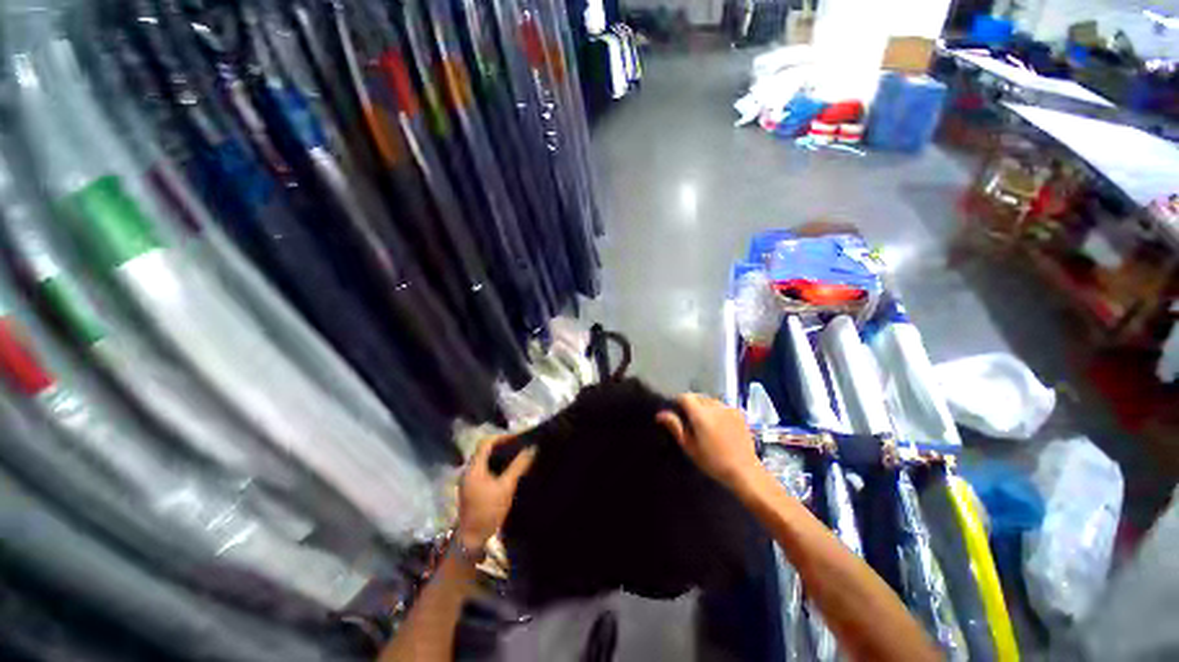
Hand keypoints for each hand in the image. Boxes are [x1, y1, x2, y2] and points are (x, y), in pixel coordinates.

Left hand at [457, 435, 536, 550]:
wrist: (471, 539)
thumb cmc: (488, 511)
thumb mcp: (506, 487)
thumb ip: (518, 466)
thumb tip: (532, 448)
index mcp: (474, 468)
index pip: (486, 443)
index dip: (502, 438)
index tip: (517, 439)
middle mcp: (469, 470)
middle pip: (484, 450)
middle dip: (502, 445)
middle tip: (519, 446)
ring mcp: (469, 480)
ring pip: (485, 460)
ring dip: (499, 455)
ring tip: (517, 455)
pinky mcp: (472, 488)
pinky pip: (484, 469)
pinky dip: (496, 465)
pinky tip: (508, 470)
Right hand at [657, 394, 760, 490]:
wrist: (745, 471)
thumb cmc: (713, 462)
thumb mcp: (690, 447)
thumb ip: (675, 427)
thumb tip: (660, 414)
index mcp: (700, 414)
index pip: (685, 396)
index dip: (678, 402)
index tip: (677, 413)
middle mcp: (715, 406)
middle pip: (698, 397)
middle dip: (692, 405)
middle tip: (690, 421)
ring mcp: (729, 408)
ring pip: (710, 401)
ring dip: (705, 407)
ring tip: (705, 424)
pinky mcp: (739, 413)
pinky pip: (723, 406)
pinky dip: (717, 411)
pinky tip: (720, 426)